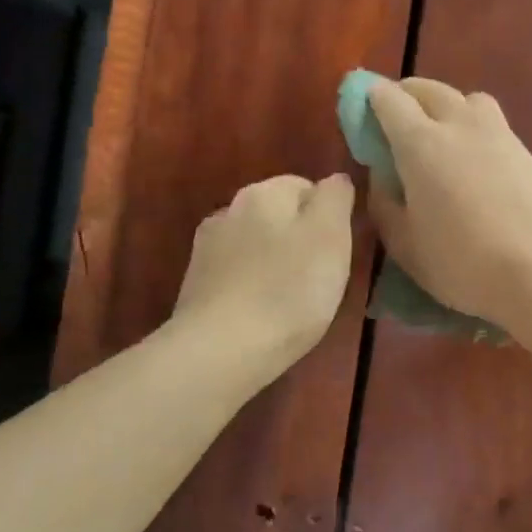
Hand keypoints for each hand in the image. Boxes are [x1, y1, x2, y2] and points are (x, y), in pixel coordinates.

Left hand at [173, 174, 355, 367]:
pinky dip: (252, 286)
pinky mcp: (195, 284)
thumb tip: (335, 180)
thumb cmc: (288, 290)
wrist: (221, 351)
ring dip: (274, 262)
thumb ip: (335, 198)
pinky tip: (262, 313)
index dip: (328, 218)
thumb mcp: (331, 236)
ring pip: (256, 245)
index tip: (336, 253)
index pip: (307, 187)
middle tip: (319, 279)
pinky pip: (237, 274)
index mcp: (264, 192)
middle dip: (300, 240)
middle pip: (279, 216)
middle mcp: (229, 209)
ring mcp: (206, 248)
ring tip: (290, 301)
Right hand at [367, 78, 531, 325]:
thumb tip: (381, 175)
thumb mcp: (405, 244)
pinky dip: (472, 124)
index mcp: (420, 142)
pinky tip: (471, 156)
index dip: (370, 98)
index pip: (389, 100)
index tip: (361, 109)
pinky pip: (490, 120)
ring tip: (439, 132)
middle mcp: (458, 124)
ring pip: (466, 98)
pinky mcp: (525, 149)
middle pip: (428, 89)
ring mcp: (497, 132)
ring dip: (445, 104)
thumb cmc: (462, 262)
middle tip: (394, 117)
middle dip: (406, 94)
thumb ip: (384, 203)